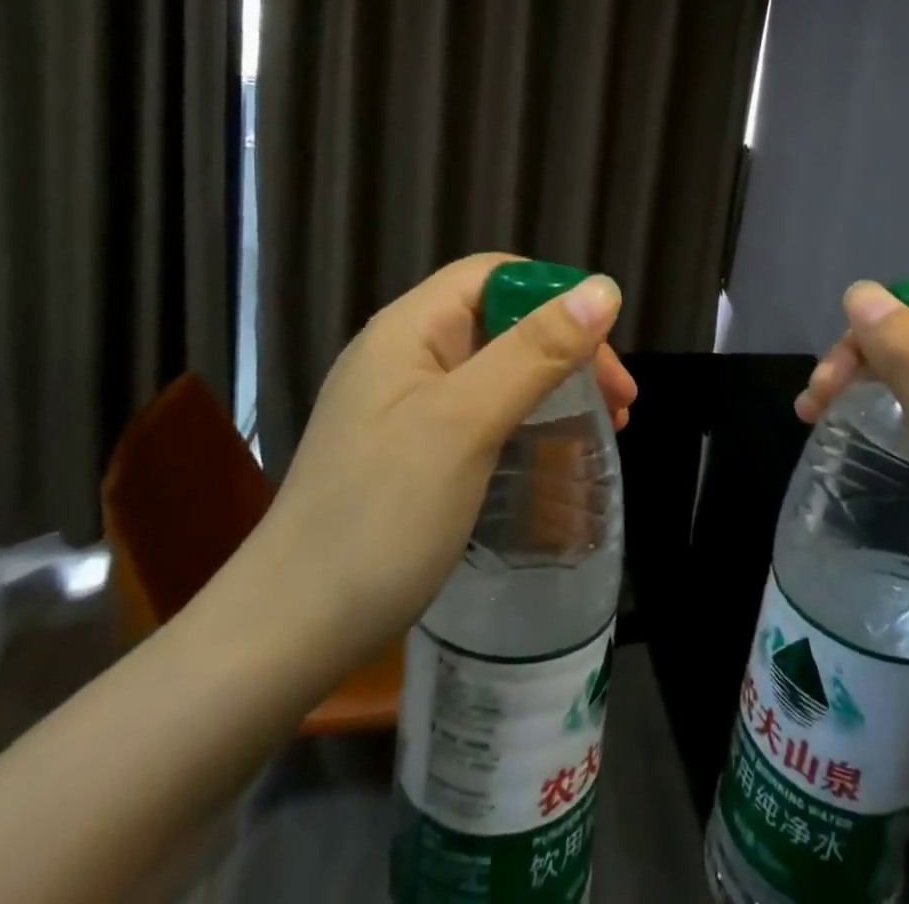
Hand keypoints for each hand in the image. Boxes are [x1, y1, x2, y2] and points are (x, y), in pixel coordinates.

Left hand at [217, 254, 629, 690]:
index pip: (494, 276)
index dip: (555, 295)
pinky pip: (480, 412)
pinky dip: (526, 421)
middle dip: (566, 349)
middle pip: (501, 321)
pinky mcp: (409, 449)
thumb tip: (603, 289)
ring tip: (605, 426)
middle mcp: (404, 354)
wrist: (288, 632)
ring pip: (496, 369)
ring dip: (553, 386)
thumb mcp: (467, 423)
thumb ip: (535, 350)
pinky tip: (553, 454)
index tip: (605, 346)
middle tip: (620, 401)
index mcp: (409, 329)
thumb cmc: (381, 515)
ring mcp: (404, 404)